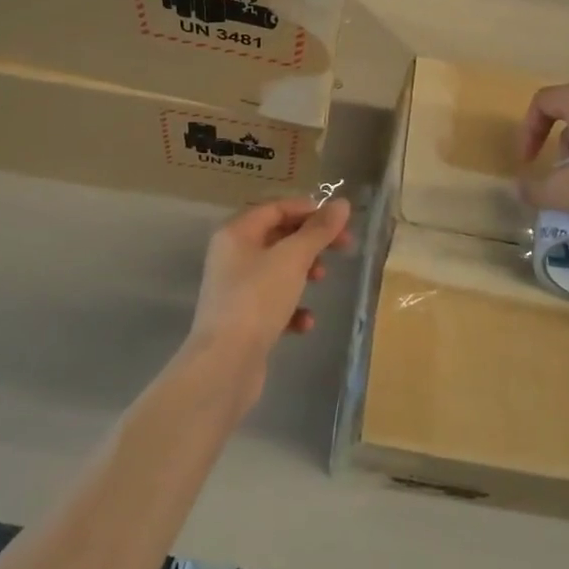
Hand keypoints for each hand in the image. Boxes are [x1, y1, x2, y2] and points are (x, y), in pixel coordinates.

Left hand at [184, 197, 353, 410]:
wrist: (225, 365)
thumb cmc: (257, 299)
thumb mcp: (293, 258)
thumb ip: (318, 230)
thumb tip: (342, 203)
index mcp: (236, 233)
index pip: (276, 208)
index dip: (308, 210)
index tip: (339, 220)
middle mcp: (231, 256)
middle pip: (278, 237)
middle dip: (311, 241)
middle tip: (344, 247)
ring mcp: (235, 290)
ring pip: (277, 270)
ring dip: (303, 272)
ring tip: (322, 280)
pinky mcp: (242, 320)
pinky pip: (273, 304)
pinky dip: (292, 308)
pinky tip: (306, 323)